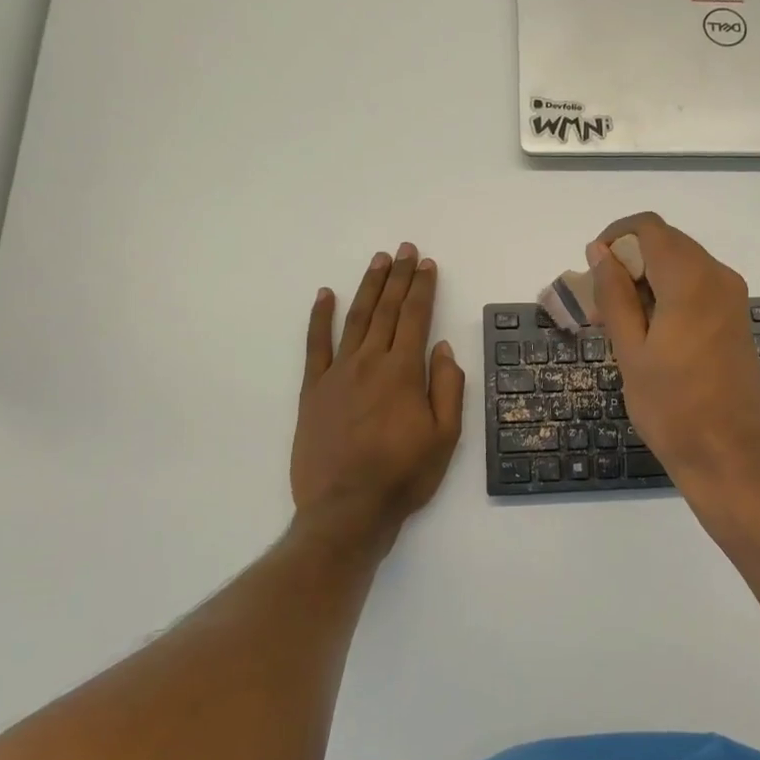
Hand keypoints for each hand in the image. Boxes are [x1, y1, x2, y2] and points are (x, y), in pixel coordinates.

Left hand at [292, 243, 464, 540]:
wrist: (347, 508)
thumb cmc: (404, 475)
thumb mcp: (445, 436)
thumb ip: (447, 387)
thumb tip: (443, 347)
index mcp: (403, 372)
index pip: (416, 317)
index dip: (423, 288)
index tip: (427, 264)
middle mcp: (369, 362)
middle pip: (387, 310)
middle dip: (399, 277)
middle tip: (405, 250)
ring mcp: (337, 373)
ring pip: (355, 319)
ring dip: (368, 287)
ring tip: (378, 261)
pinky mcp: (312, 390)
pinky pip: (315, 345)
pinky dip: (320, 317)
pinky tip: (325, 295)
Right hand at [588, 213, 759, 490]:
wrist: (729, 454)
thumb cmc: (672, 408)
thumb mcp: (630, 351)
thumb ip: (614, 294)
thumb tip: (600, 251)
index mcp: (691, 280)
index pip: (648, 228)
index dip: (615, 238)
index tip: (593, 272)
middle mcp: (718, 276)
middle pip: (666, 243)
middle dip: (629, 261)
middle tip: (600, 305)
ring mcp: (732, 296)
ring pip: (681, 263)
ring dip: (647, 279)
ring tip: (620, 323)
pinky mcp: (736, 316)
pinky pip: (697, 285)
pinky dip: (669, 294)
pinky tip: (650, 331)